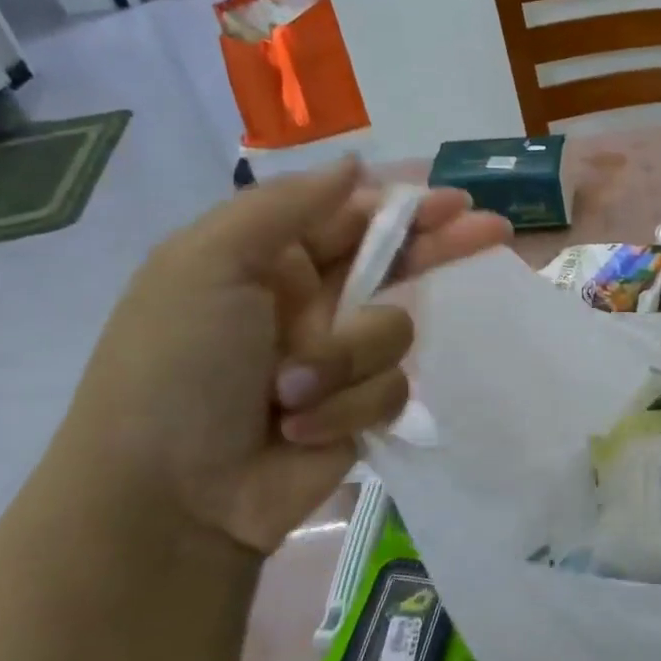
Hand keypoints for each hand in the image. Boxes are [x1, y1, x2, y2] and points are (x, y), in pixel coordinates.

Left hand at [60, 160, 509, 552]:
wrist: (166, 498)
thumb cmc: (177, 366)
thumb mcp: (207, 263)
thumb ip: (285, 204)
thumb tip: (354, 162)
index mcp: (271, 259)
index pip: (355, 217)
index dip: (406, 207)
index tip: (455, 202)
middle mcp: (311, 302)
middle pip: (398, 263)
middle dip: (440, 248)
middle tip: (493, 232)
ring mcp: (338, 358)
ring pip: (397, 332)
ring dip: (350, 359)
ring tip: (290, 393)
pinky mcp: (359, 410)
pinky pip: (393, 387)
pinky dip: (350, 406)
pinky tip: (302, 430)